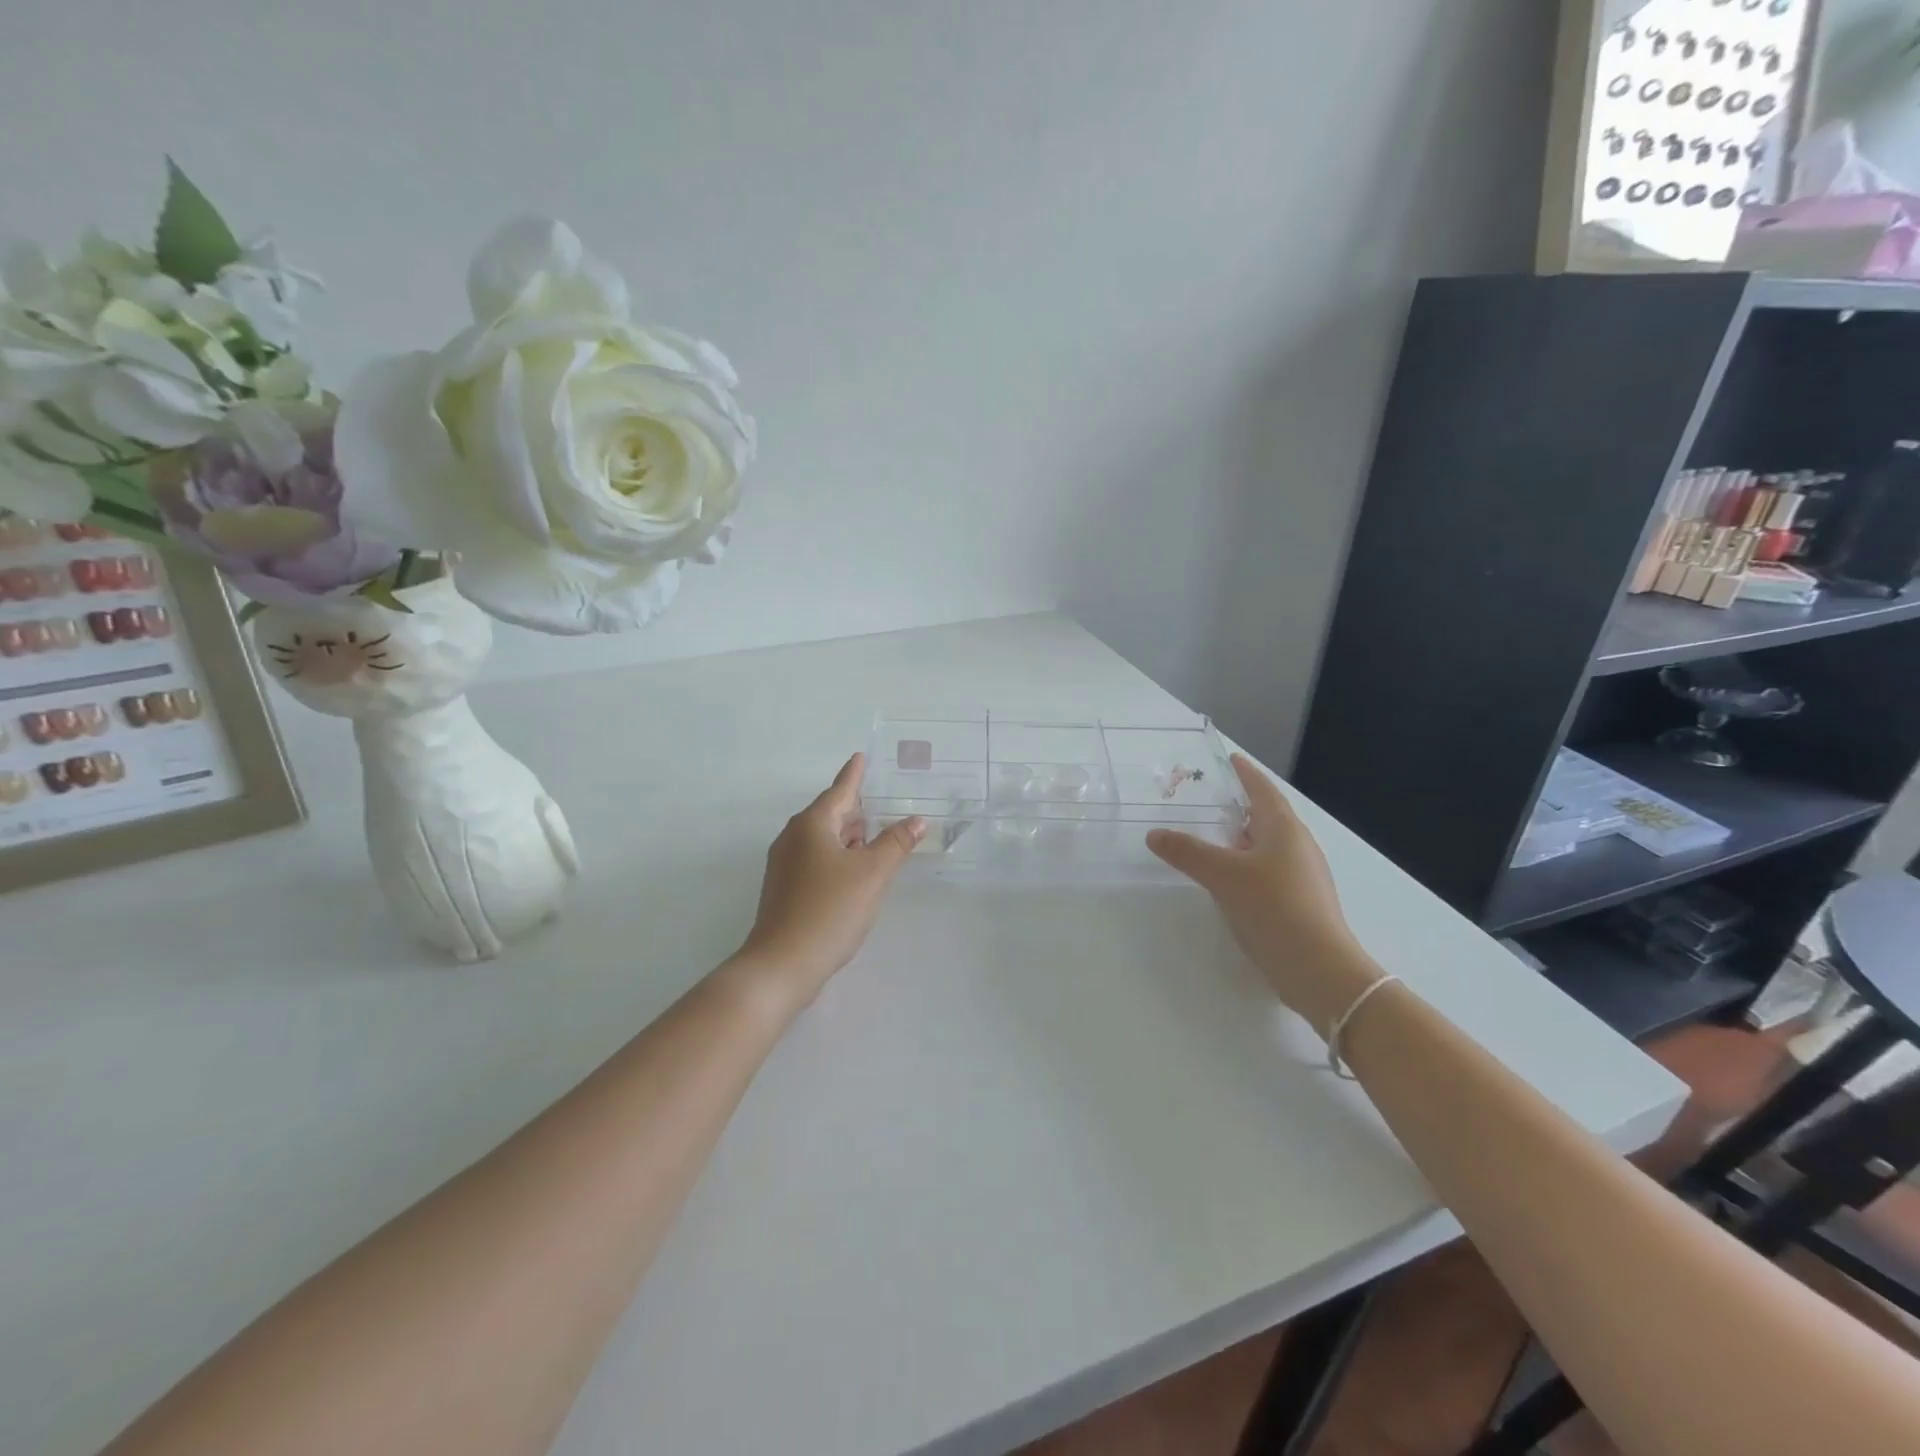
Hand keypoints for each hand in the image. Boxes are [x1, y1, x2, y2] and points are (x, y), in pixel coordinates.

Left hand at [735, 754, 924, 1009]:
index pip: (840, 790)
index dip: (854, 774)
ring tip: (876, 836)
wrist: (782, 964)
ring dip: (849, 836)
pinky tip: (856, 871)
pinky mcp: (785, 889)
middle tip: (882, 802)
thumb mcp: (872, 874)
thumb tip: (915, 820)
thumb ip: (896, 843)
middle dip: (856, 809)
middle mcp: (793, 838)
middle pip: (830, 814)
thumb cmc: (829, 909)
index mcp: (812, 825)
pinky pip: (817, 860)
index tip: (861, 756)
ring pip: (823, 839)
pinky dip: (839, 857)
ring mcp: (785, 865)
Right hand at [1147, 754, 1381, 1036]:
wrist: (1318, 969)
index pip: (1263, 790)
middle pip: (1268, 817)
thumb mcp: (1223, 875)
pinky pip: (1269, 871)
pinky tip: (1230, 880)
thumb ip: (1188, 852)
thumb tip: (1154, 834)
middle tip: (1210, 800)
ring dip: (1243, 838)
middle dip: (1242, 807)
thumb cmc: (1273, 907)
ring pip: (1269, 846)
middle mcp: (1298, 847)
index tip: (1231, 760)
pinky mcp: (1300, 903)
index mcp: (1284, 830)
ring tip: (1213, 838)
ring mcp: (1303, 876)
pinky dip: (1247, 865)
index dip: (1246, 774)